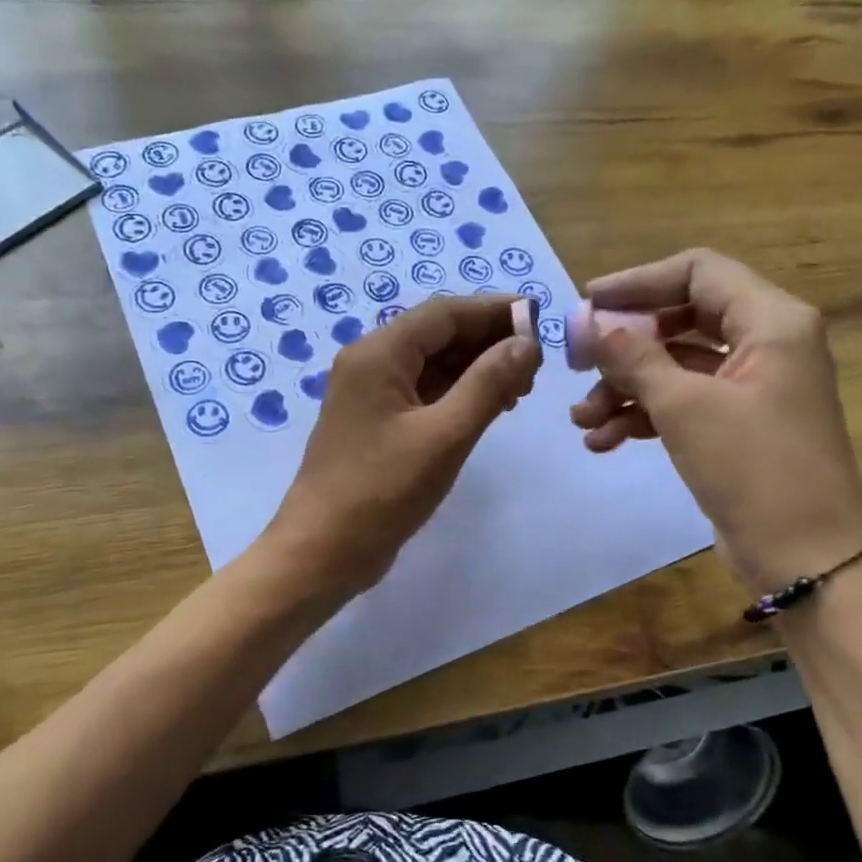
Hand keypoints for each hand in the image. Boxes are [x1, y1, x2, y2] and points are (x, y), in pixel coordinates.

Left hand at [268, 295, 541, 595]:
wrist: (322, 550)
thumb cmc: (382, 491)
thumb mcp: (445, 436)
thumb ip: (488, 384)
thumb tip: (527, 342)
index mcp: (378, 354)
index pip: (443, 313)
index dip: (493, 311)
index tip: (539, 320)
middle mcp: (370, 364)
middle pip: (436, 335)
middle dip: (488, 342)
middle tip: (536, 365)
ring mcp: (371, 395)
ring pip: (431, 365)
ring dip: (475, 369)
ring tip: (520, 388)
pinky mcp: (376, 424)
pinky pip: (422, 393)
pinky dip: (456, 394)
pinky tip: (488, 408)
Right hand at [569, 249, 861, 593]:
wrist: (806, 557)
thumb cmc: (754, 468)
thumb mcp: (685, 406)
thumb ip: (633, 357)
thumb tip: (587, 323)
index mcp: (771, 321)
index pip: (698, 272)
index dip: (638, 282)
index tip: (586, 305)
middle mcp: (766, 343)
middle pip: (681, 320)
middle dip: (625, 344)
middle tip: (578, 364)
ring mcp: (752, 387)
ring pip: (676, 366)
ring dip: (626, 387)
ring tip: (582, 420)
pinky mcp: (737, 425)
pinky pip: (683, 402)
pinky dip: (644, 415)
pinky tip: (603, 440)